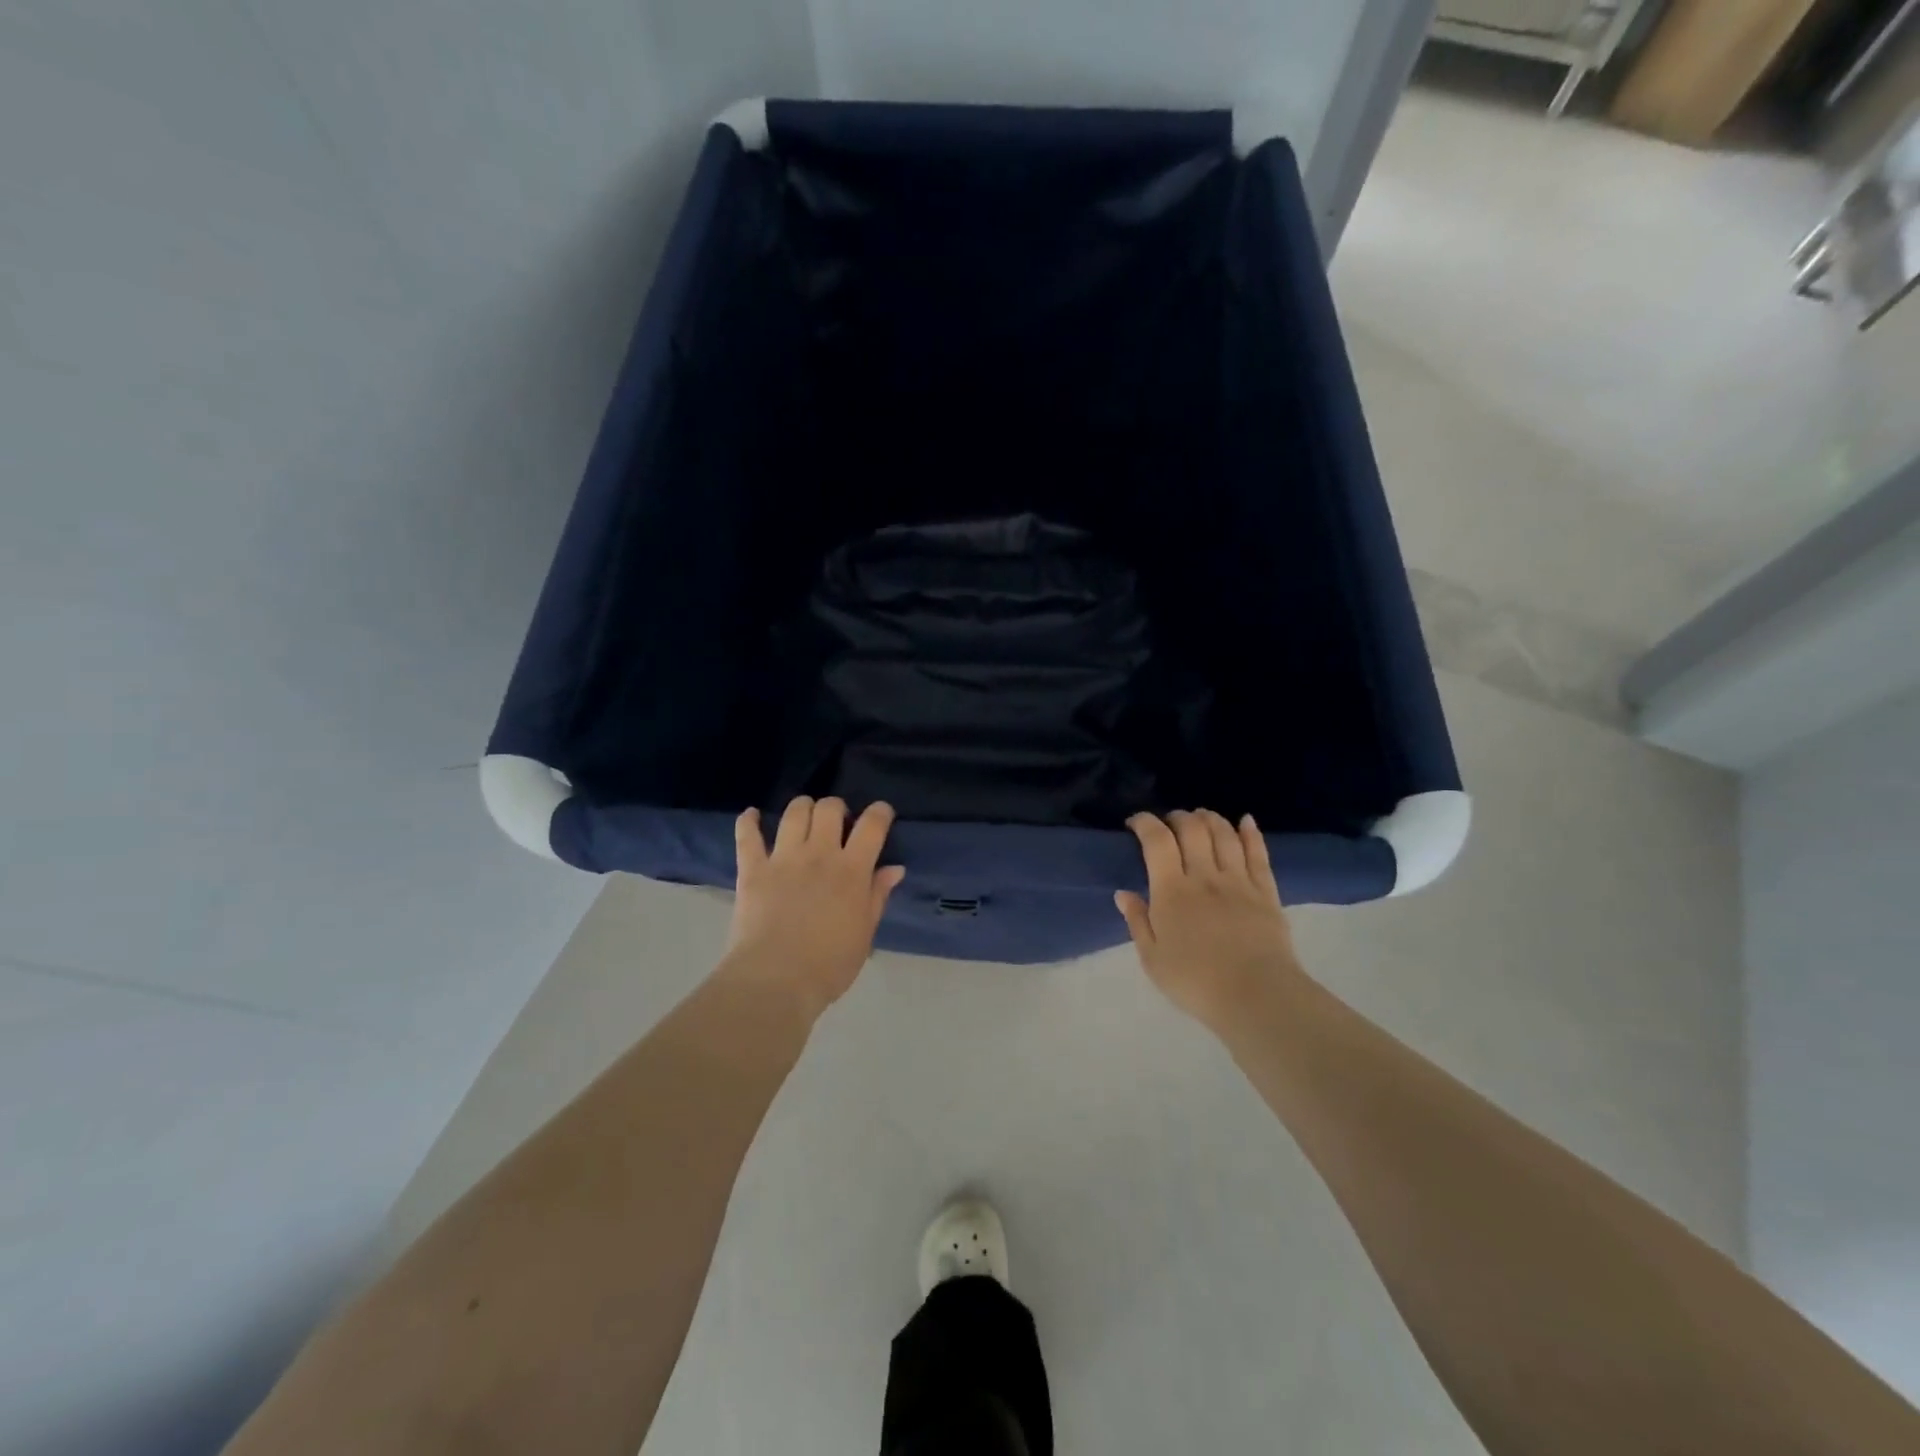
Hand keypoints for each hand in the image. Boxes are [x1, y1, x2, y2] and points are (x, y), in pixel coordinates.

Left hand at [721, 796, 905, 1017]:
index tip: (881, 813)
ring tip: (805, 817)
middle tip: (838, 823)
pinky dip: (748, 821)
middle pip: (830, 809)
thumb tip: (894, 868)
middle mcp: (819, 854)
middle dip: (837, 808)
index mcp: (852, 870)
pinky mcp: (753, 870)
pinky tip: (751, 815)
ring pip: (794, 813)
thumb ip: (877, 896)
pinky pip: (747, 836)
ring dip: (803, 808)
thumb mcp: (865, 933)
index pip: (872, 825)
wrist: (776, 980)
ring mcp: (783, 859)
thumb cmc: (829, 965)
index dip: (880, 812)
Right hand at [1116, 810, 1303, 1029]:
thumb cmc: (1195, 982)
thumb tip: (1123, 893)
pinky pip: (1258, 854)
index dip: (1145, 823)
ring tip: (1200, 817)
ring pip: (1224, 835)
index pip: (1157, 841)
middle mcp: (1205, 876)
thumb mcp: (1152, 959)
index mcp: (1171, 891)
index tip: (1136, 823)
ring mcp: (1238, 881)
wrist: (1256, 997)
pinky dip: (1250, 833)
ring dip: (1210, 819)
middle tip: (1169, 823)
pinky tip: (1245, 820)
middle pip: (1192, 829)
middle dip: (1178, 817)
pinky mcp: (1266, 892)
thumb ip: (1137, 921)